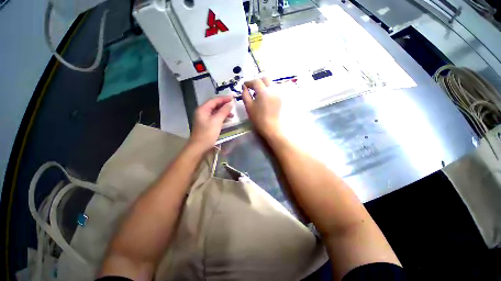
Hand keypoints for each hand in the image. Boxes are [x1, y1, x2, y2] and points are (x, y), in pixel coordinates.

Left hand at [189, 96, 233, 151]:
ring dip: (223, 112)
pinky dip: (221, 117)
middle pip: (214, 105)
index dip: (224, 99)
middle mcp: (202, 112)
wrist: (199, 147)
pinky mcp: (206, 124)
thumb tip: (230, 104)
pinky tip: (227, 120)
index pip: (214, 100)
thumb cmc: (207, 133)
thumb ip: (224, 111)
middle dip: (224, 105)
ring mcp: (204, 118)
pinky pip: (215, 118)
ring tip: (232, 115)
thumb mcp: (217, 121)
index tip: (233, 98)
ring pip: (215, 112)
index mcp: (203, 109)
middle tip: (233, 106)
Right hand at [242, 78, 281, 138]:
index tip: (244, 86)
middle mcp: (273, 90)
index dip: (249, 82)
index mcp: (264, 91)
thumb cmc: (258, 118)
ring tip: (257, 93)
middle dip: (257, 81)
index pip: (256, 81)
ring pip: (270, 83)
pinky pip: (274, 89)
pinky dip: (268, 90)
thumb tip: (244, 87)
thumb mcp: (248, 106)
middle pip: (265, 78)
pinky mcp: (280, 98)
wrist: (270, 127)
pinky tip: (264, 97)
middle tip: (251, 88)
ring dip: (263, 85)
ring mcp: (278, 94)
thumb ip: (245, 94)